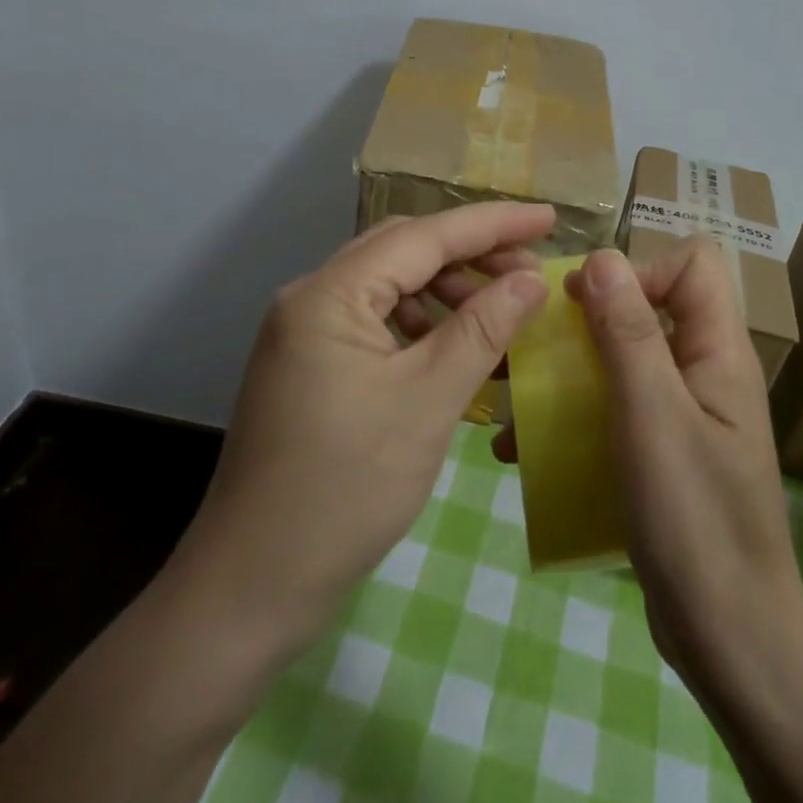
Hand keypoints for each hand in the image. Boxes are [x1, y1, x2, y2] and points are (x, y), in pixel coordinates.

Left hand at [175, 202, 556, 653]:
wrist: (254, 585)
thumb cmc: (346, 489)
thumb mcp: (427, 402)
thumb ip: (482, 329)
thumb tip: (533, 280)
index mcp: (329, 294)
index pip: (423, 235)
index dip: (491, 224)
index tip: (549, 218)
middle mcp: (310, 298)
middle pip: (403, 252)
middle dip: (470, 256)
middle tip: (531, 276)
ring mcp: (305, 333)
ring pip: (390, 287)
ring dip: (447, 292)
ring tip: (500, 315)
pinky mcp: (310, 366)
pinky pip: (376, 324)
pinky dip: (421, 327)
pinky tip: (455, 351)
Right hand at [499, 238, 802, 692]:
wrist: (728, 637)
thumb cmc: (693, 518)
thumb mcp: (651, 415)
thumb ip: (628, 331)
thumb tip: (602, 256)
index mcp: (719, 351)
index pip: (692, 263)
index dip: (639, 270)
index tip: (585, 305)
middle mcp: (706, 372)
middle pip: (650, 308)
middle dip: (586, 321)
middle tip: (534, 349)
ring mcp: (686, 415)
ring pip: (623, 361)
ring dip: (568, 373)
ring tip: (513, 405)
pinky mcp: (664, 453)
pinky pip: (615, 410)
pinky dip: (573, 417)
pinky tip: (525, 451)